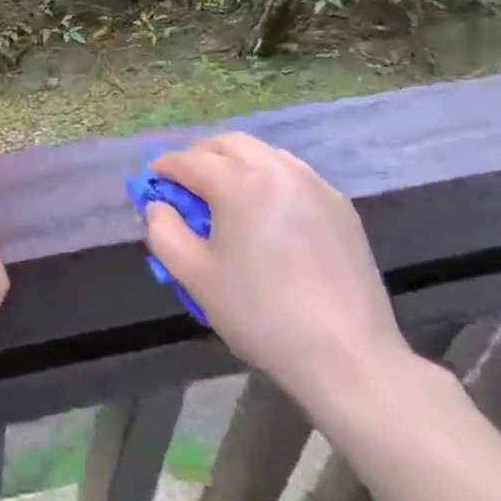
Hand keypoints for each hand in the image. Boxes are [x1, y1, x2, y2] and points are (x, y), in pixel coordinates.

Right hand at [146, 133, 410, 409]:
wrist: (348, 355)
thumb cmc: (261, 314)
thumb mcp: (195, 277)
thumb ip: (164, 232)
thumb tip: (159, 206)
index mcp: (239, 183)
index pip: (189, 160)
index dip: (164, 168)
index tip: (152, 182)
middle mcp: (277, 170)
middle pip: (228, 144)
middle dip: (200, 156)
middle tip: (186, 185)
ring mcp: (314, 185)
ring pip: (264, 153)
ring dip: (236, 163)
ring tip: (226, 196)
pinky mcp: (340, 205)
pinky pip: (293, 174)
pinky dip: (269, 178)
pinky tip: (266, 212)